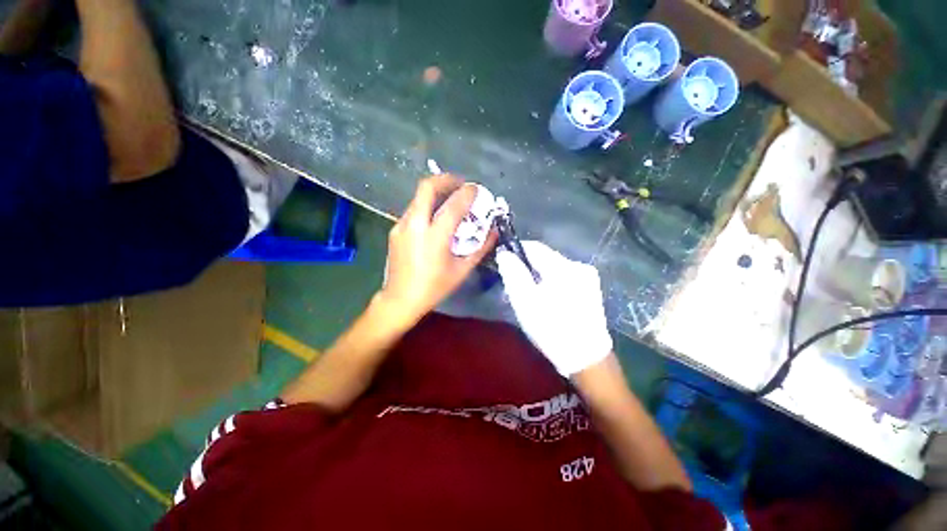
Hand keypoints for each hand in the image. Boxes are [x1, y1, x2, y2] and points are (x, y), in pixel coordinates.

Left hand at [377, 175, 496, 326]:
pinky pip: (413, 210)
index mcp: (435, 236)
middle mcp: (415, 224)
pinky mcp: (395, 230)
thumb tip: (494, 231)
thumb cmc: (434, 287)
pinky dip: (427, 207)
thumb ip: (480, 248)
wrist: (400, 299)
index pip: (454, 204)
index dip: (468, 193)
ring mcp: (401, 225)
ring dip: (436, 193)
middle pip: (427, 187)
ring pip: (418, 197)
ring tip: (449, 201)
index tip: (476, 190)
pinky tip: (434, 221)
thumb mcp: (462, 269)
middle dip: (446, 179)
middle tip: (460, 184)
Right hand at [496, 241, 611, 376]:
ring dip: (539, 277)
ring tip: (530, 295)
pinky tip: (548, 301)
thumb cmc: (551, 329)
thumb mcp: (525, 301)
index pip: (534, 247)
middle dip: (527, 268)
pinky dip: (551, 284)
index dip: (516, 251)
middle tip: (515, 286)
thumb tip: (504, 253)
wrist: (586, 359)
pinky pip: (565, 278)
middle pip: (545, 258)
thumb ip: (513, 273)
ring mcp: (588, 278)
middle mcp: (578, 265)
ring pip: (554, 269)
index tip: (504, 262)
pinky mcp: (591, 290)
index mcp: (562, 266)